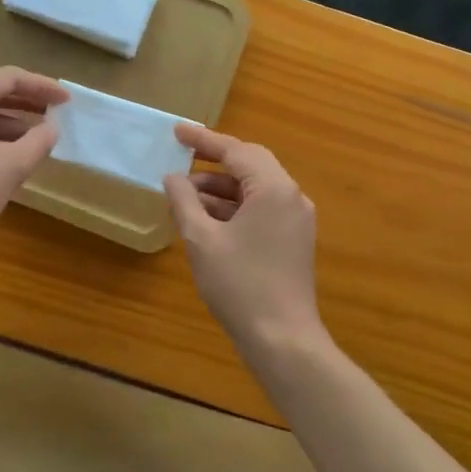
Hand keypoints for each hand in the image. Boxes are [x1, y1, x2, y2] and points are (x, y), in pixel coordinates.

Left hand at [0, 68, 68, 268]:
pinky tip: (7, 157)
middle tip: (55, 114)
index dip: (42, 87)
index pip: (9, 78)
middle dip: (26, 103)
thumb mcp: (11, 166)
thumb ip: (38, 141)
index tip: (67, 101)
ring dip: (9, 123)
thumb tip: (52, 128)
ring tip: (36, 139)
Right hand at [163, 124, 324, 352]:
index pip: (236, 151)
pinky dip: (235, 207)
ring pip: (255, 188)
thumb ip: (185, 201)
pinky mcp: (294, 240)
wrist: (283, 340)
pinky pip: (262, 209)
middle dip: (214, 161)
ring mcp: (297, 219)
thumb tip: (173, 177)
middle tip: (181, 156)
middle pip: (250, 164)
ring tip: (185, 196)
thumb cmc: (240, 285)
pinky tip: (207, 218)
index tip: (177, 131)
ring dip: (222, 188)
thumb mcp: (202, 240)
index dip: (204, 140)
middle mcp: (292, 196)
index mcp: (274, 188)